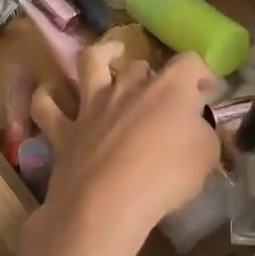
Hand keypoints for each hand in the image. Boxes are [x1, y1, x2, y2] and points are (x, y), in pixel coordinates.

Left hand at [30, 45, 219, 253]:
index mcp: (168, 90)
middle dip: (151, 73)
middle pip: (139, 66)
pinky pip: (47, 105)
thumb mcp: (206, 157)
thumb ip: (204, 135)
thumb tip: (198, 127)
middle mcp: (127, 88)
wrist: (108, 202)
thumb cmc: (166, 177)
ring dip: (101, 54)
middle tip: (157, 90)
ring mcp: (90, 106)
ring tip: (109, 54)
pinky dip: (47, 95)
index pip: (189, 63)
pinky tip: (50, 92)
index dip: (201, 72)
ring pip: (90, 64)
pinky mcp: (63, 130)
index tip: (207, 89)